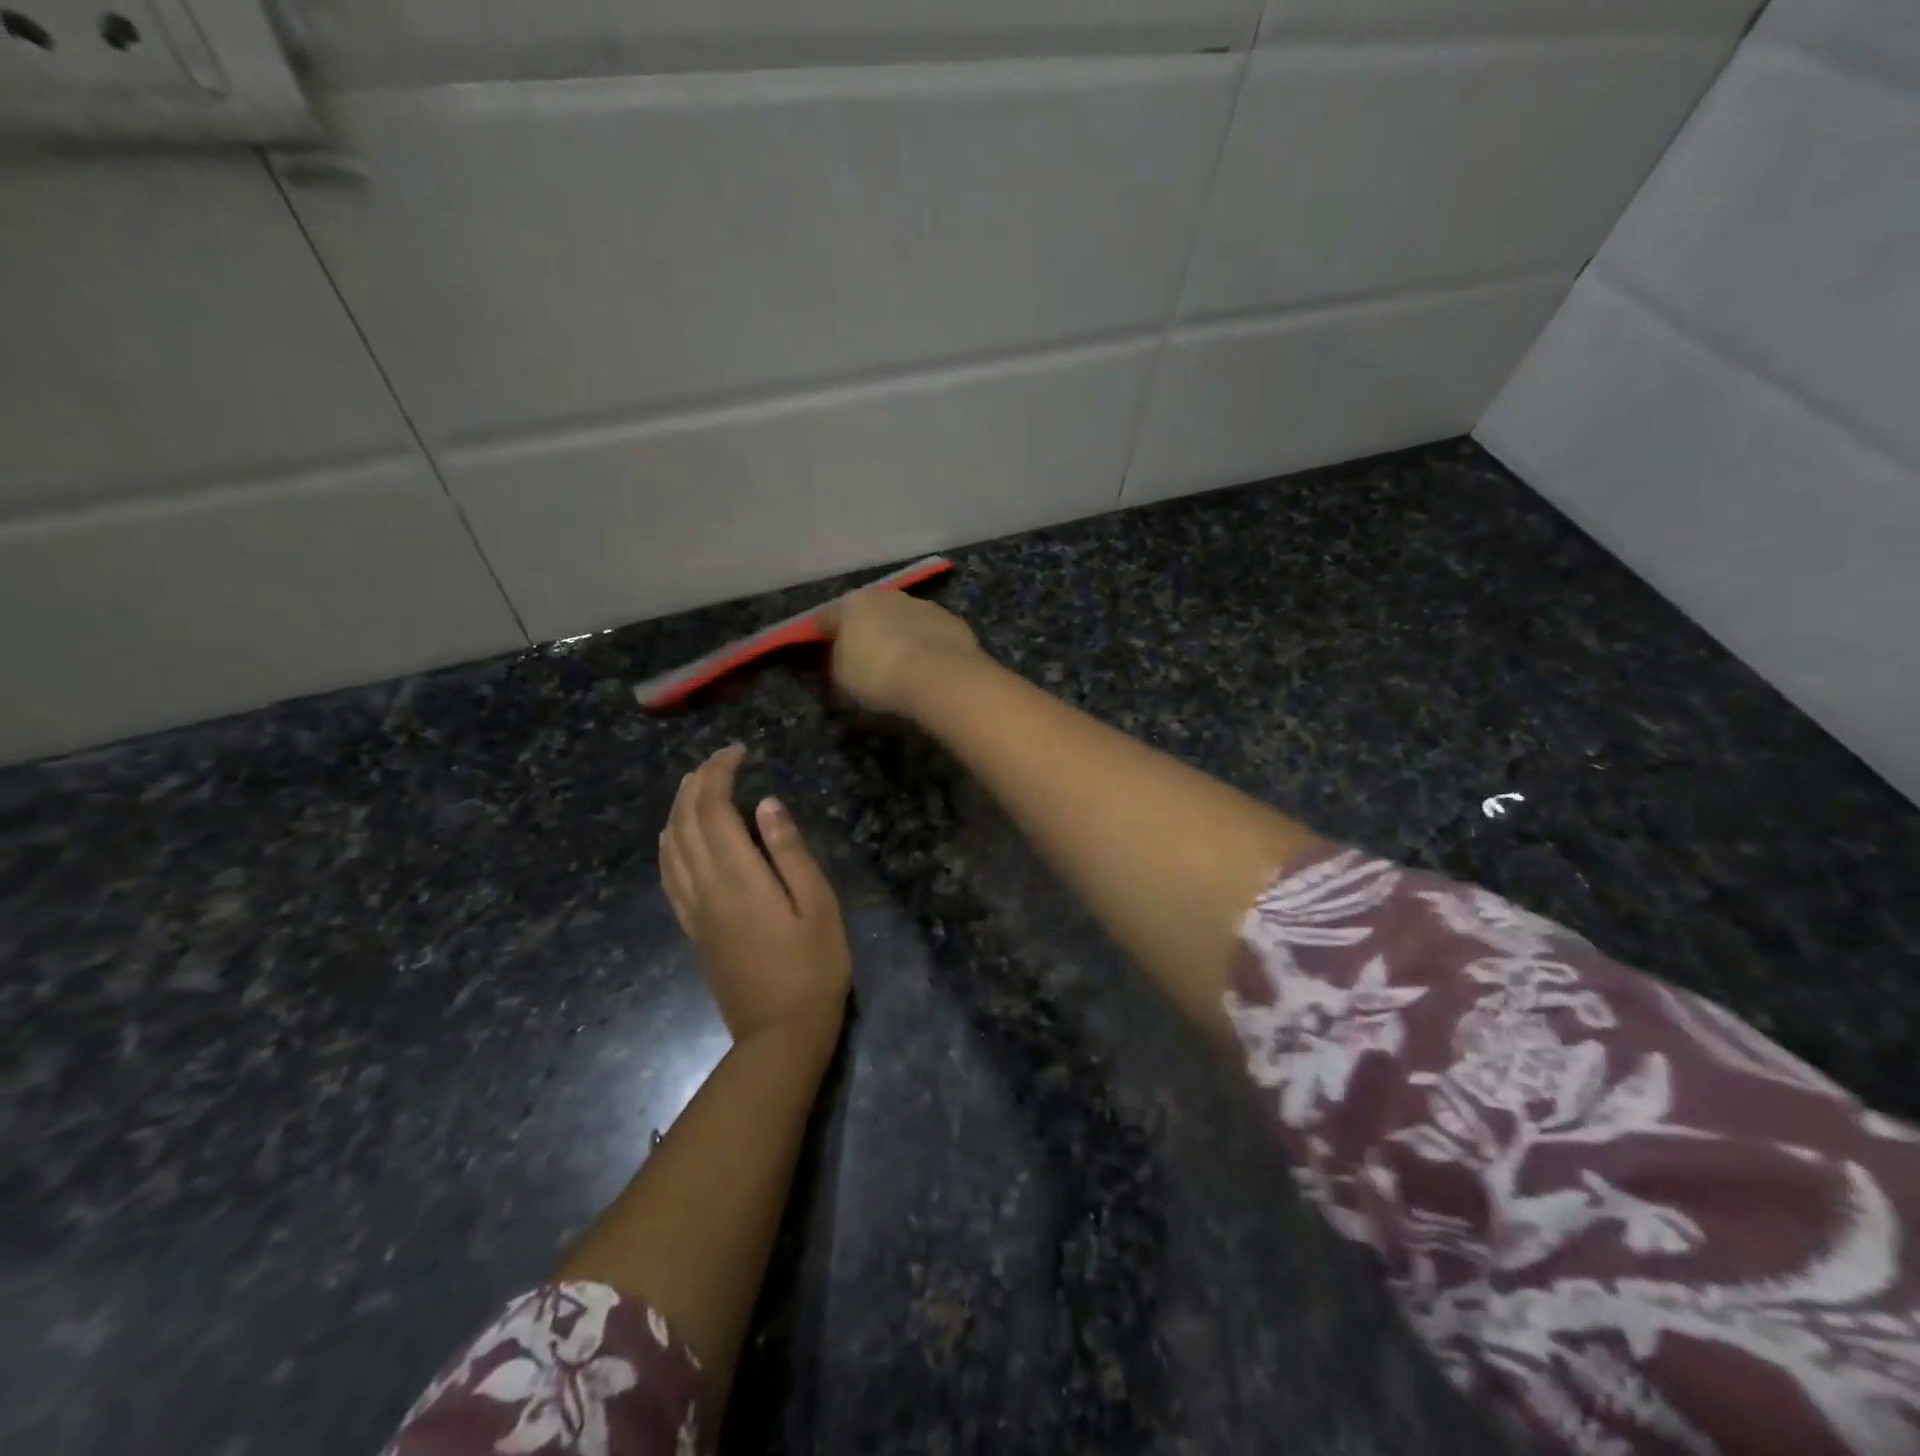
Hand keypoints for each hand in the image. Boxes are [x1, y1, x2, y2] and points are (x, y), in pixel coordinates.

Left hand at [660, 745, 851, 1041]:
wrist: (779, 1034)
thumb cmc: (813, 967)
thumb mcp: (818, 905)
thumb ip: (790, 851)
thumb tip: (767, 803)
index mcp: (737, 877)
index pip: (713, 809)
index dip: (720, 773)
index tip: (739, 752)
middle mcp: (705, 887)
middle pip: (685, 821)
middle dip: (696, 782)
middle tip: (721, 760)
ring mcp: (692, 909)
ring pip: (670, 845)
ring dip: (678, 808)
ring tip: (698, 786)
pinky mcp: (691, 928)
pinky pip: (667, 874)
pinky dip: (669, 842)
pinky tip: (678, 836)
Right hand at [823, 588, 982, 717]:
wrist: (939, 676)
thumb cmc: (878, 674)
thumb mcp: (841, 677)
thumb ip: (837, 661)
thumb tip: (842, 656)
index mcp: (852, 604)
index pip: (828, 617)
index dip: (821, 633)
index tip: (820, 647)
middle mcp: (888, 595)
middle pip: (870, 612)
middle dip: (865, 629)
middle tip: (864, 655)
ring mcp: (924, 605)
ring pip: (903, 619)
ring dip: (899, 634)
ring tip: (900, 662)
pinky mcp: (953, 621)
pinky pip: (930, 633)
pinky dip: (926, 644)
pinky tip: (927, 665)